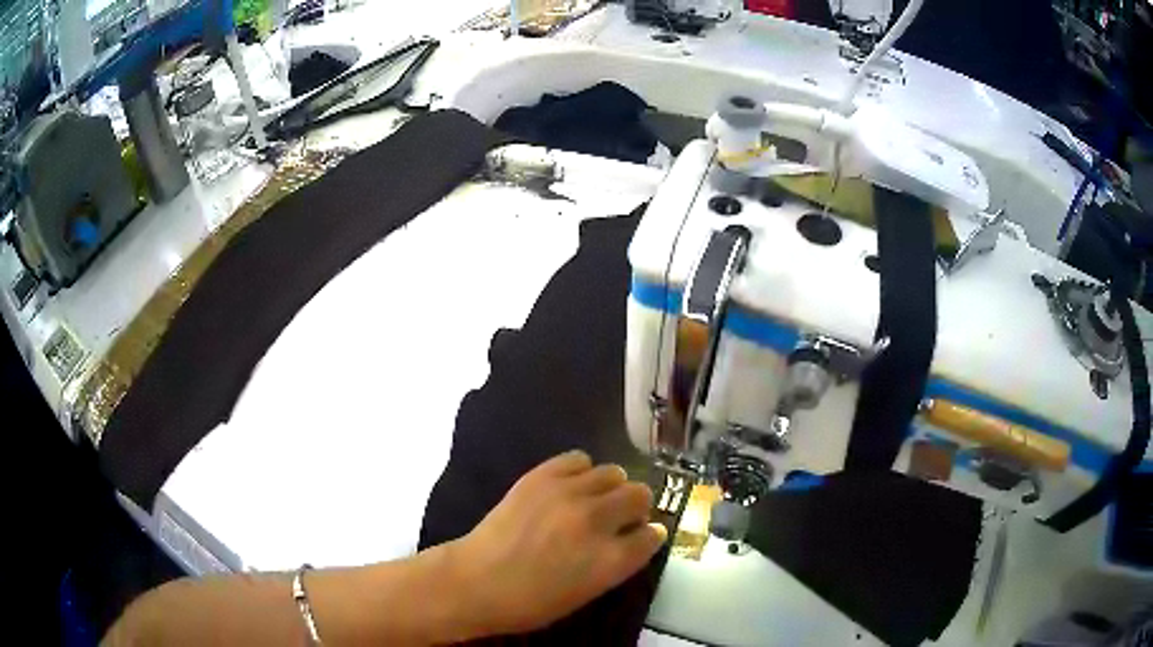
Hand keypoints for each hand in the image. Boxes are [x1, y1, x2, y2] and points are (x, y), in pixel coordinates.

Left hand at [445, 450, 667, 636]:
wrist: (477, 581)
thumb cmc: (531, 602)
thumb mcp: (588, 592)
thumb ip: (618, 563)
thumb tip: (638, 537)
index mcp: (611, 560)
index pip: (653, 535)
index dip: (649, 535)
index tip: (640, 536)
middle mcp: (596, 521)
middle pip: (640, 495)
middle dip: (636, 507)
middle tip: (618, 518)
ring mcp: (568, 494)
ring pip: (614, 472)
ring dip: (611, 488)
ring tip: (593, 500)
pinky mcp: (541, 476)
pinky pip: (579, 459)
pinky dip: (582, 472)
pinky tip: (570, 487)